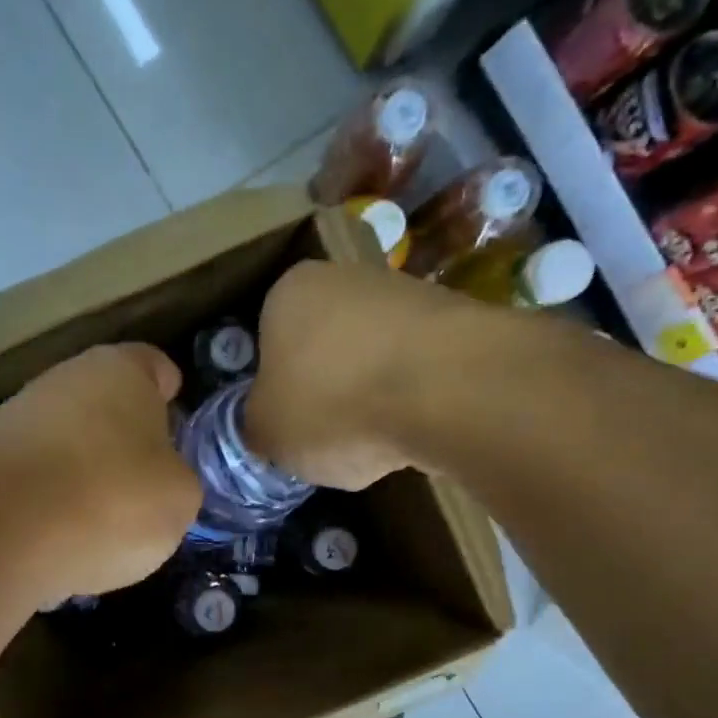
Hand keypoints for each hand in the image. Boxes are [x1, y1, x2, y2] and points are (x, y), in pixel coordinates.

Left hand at [0, 343, 200, 598]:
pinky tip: (61, 541)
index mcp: (120, 371)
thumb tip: (157, 481)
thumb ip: (176, 478)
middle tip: (146, 484)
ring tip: (104, 525)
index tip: (178, 426)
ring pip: (66, 443)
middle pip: (105, 405)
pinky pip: (34, 482)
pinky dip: (49, 505)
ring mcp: (16, 419)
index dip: (169, 394)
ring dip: (85, 474)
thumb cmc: (112, 499)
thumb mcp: (180, 498)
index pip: (154, 366)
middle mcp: (64, 380)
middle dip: (124, 440)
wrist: (1, 533)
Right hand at [245, 260, 474, 488]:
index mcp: (288, 292)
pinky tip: (416, 430)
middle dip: (326, 389)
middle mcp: (346, 277)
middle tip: (327, 436)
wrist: (449, 390)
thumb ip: (258, 426)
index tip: (286, 424)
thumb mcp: (267, 433)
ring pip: (373, 356)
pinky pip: (418, 370)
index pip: (268, 340)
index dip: (275, 388)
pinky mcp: (458, 321)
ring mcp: (408, 292)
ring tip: (377, 441)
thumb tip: (267, 426)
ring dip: (371, 395)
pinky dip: (413, 400)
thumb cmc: (334, 404)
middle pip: (324, 345)